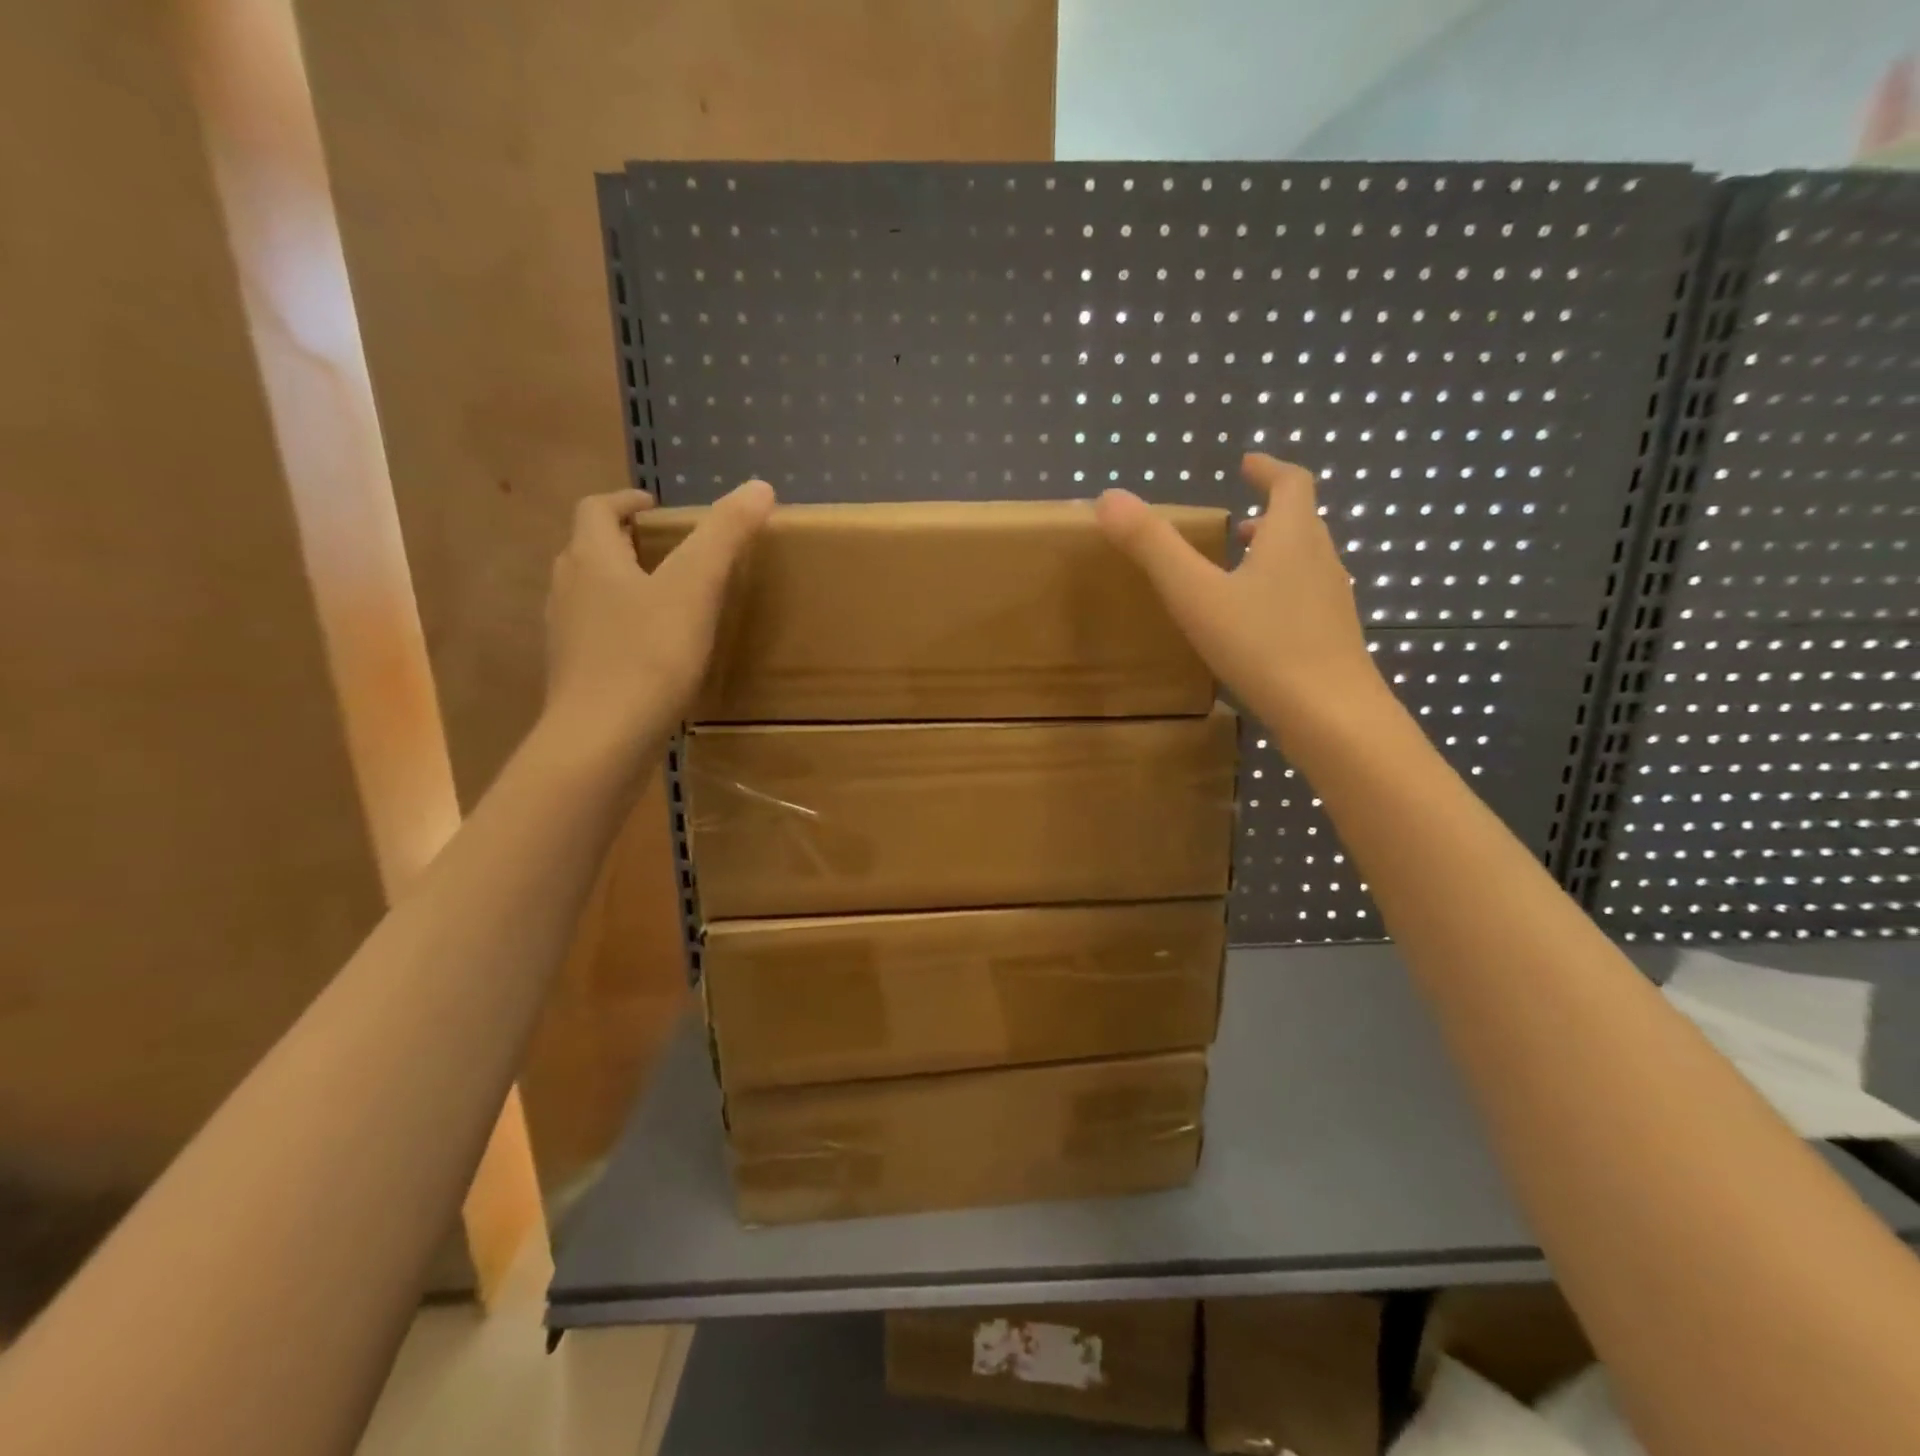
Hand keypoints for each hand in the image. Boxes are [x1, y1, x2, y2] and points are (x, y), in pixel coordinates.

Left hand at [542, 480, 775, 758]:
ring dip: (619, 585)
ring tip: (661, 599)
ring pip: (588, 594)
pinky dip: (619, 628)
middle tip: (665, 551)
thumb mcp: (695, 588)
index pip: (597, 509)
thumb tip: (760, 486)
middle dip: (623, 542)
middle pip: (587, 549)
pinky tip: (650, 652)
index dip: (625, 501)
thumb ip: (725, 535)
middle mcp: (568, 590)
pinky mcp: (574, 675)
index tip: (655, 507)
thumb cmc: (648, 656)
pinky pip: (594, 635)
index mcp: (592, 559)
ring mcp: (565, 636)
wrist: (602, 740)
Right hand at [1095, 453, 1382, 737]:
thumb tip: (1109, 497)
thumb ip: (1152, 546)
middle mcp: (1320, 560)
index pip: (1291, 482)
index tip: (1246, 464)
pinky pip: (1306, 598)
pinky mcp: (1334, 637)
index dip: (1268, 468)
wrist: (1331, 715)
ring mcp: (1332, 601)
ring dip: (1275, 554)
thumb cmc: (1262, 646)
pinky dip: (1281, 592)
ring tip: (1240, 571)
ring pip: (1305, 562)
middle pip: (1301, 522)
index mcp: (1292, 537)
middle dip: (1269, 514)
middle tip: (1236, 523)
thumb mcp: (1195, 594)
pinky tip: (1256, 625)